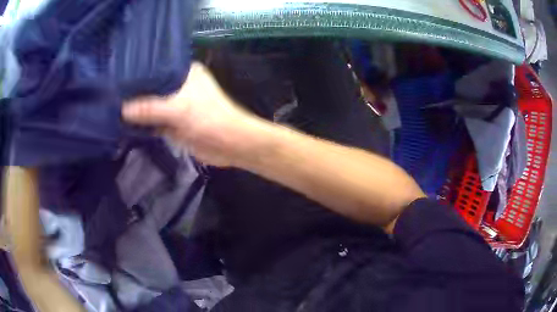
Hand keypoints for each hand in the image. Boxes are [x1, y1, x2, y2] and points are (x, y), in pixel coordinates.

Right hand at [123, 62, 266, 166]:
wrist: (229, 145)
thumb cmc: (209, 119)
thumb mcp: (179, 108)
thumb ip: (150, 108)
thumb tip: (122, 109)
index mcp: (183, 72)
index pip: (155, 67)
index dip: (137, 70)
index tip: (116, 73)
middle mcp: (178, 85)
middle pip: (150, 87)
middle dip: (133, 91)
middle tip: (109, 91)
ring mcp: (174, 105)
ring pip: (150, 105)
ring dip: (135, 109)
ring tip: (110, 105)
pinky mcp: (172, 123)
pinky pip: (152, 121)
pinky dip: (141, 124)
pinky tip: (123, 123)